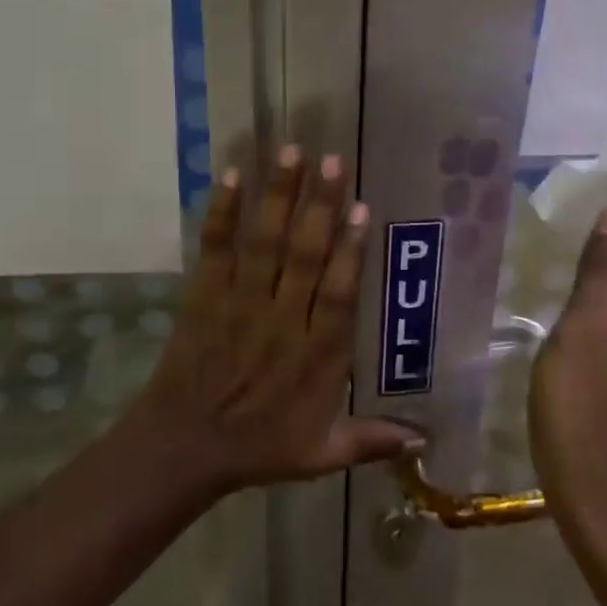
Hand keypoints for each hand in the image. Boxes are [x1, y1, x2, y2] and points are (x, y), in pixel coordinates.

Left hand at [131, 146, 421, 496]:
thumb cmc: (258, 448)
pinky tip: (232, 176)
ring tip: (292, 152)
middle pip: (304, 256)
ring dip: (279, 196)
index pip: (337, 294)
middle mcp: (281, 321)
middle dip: (319, 206)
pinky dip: (222, 213)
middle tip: (333, 160)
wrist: (181, 449)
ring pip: (265, 243)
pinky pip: (215, 249)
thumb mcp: (320, 454)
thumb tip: (425, 441)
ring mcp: (240, 304)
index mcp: (315, 356)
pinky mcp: (204, 296)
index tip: (362, 209)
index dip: (350, 251)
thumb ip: (370, 440)